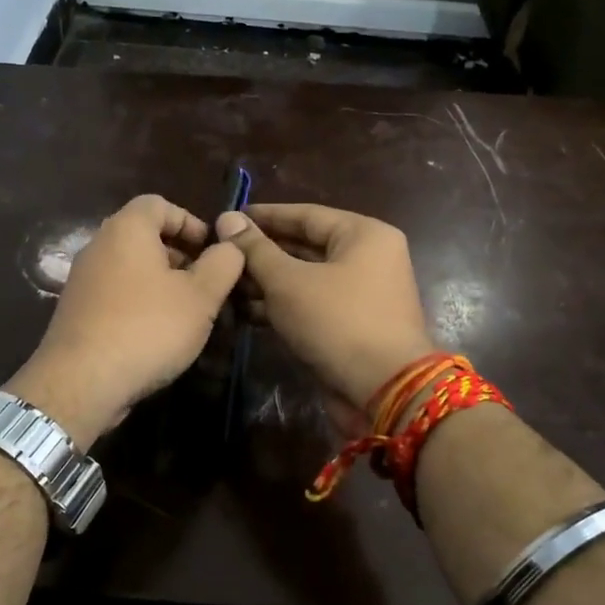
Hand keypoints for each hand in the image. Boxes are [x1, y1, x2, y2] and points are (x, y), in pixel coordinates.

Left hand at [7, 194, 243, 446]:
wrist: (82, 382)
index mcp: (127, 229)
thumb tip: (230, 246)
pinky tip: (159, 334)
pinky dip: (140, 303)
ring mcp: (83, 280)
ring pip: (131, 268)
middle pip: (144, 236)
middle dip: (180, 256)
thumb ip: (223, 264)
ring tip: (189, 313)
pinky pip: (116, 294)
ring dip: (162, 283)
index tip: (213, 251)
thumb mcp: (201, 296)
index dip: (191, 222)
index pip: (159, 204)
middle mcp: (99, 246)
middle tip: (207, 284)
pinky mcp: (77, 311)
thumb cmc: (148, 328)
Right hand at [216, 203, 435, 413]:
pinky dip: (281, 307)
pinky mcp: (350, 326)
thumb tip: (227, 218)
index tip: (228, 218)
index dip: (265, 217)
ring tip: (225, 284)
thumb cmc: (337, 322)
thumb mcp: (289, 282)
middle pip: (305, 247)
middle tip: (221, 254)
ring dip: (266, 283)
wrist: (384, 390)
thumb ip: (256, 250)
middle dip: (262, 253)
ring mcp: (361, 295)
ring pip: (305, 279)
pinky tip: (243, 312)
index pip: (306, 215)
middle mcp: (367, 259)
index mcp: (364, 235)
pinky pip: (311, 305)